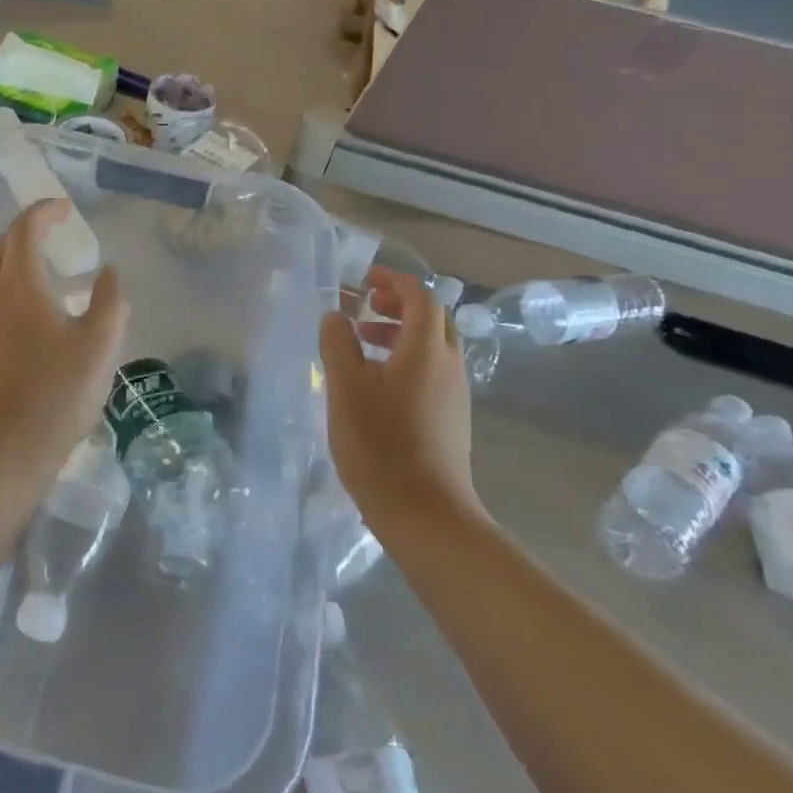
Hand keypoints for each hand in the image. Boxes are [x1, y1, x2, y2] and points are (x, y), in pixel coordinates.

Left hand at [0, 201, 128, 477]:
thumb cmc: (53, 394)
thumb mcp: (99, 346)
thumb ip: (110, 302)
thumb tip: (109, 272)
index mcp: (19, 285)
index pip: (24, 230)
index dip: (44, 212)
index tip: (65, 208)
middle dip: (23, 234)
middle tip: (51, 237)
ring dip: (13, 266)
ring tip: (45, 279)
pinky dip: (6, 296)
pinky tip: (28, 323)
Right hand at [319, 267, 476, 520]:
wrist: (425, 513)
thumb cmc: (380, 444)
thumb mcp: (345, 389)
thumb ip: (338, 344)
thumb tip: (336, 315)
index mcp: (426, 349)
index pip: (420, 296)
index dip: (394, 281)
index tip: (365, 280)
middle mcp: (449, 363)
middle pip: (432, 317)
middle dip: (399, 304)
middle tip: (365, 307)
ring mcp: (455, 392)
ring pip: (433, 345)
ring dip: (401, 332)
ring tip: (363, 343)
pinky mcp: (453, 416)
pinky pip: (433, 370)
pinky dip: (408, 359)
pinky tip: (377, 383)